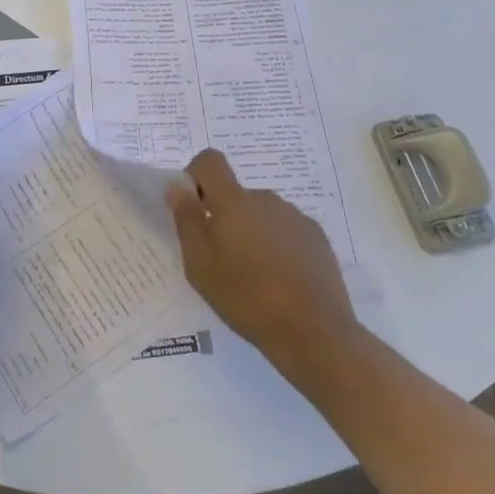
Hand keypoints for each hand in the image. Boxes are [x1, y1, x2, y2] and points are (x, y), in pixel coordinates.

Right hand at [167, 149, 359, 361]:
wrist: (315, 333)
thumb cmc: (247, 299)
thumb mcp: (200, 266)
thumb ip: (186, 221)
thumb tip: (177, 188)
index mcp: (233, 202)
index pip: (210, 160)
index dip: (196, 175)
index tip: (194, 208)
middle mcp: (265, 199)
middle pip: (235, 193)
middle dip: (223, 215)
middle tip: (221, 258)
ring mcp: (295, 216)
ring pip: (260, 213)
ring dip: (251, 231)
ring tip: (254, 274)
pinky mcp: (317, 236)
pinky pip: (285, 228)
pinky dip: (276, 244)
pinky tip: (281, 279)